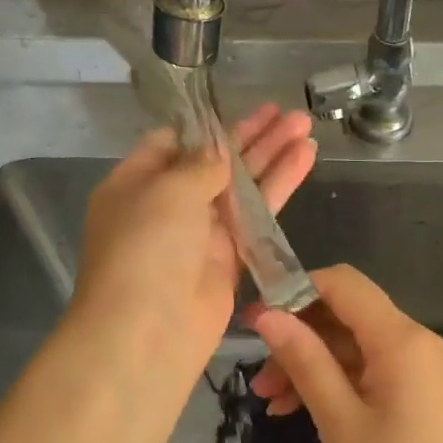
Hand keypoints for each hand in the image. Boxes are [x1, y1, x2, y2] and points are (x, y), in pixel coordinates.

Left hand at [72, 103, 315, 373]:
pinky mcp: (229, 259)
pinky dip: (279, 188)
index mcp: (136, 183)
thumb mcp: (168, 190)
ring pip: (242, 187)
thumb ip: (200, 164)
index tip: (241, 109)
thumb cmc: (146, 248)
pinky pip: (257, 216)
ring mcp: (199, 234)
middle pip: (214, 162)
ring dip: (273, 157)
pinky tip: (305, 161)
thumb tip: (217, 152)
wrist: (149, 332)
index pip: (173, 143)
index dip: (208, 126)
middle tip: (289, 114)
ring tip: (306, 127)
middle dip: (251, 136)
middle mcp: (167, 206)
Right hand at [250, 264, 442, 442]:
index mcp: (399, 338)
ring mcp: (417, 366)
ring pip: (352, 344)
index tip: (256, 321)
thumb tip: (266, 314)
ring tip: (271, 402)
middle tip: (258, 378)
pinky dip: (334, 382)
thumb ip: (304, 361)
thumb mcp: (340, 420)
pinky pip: (368, 369)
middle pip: (345, 314)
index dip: (295, 290)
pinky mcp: (416, 390)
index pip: (342, 283)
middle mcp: (412, 340)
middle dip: (298, 337)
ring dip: (310, 364)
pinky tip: (300, 410)